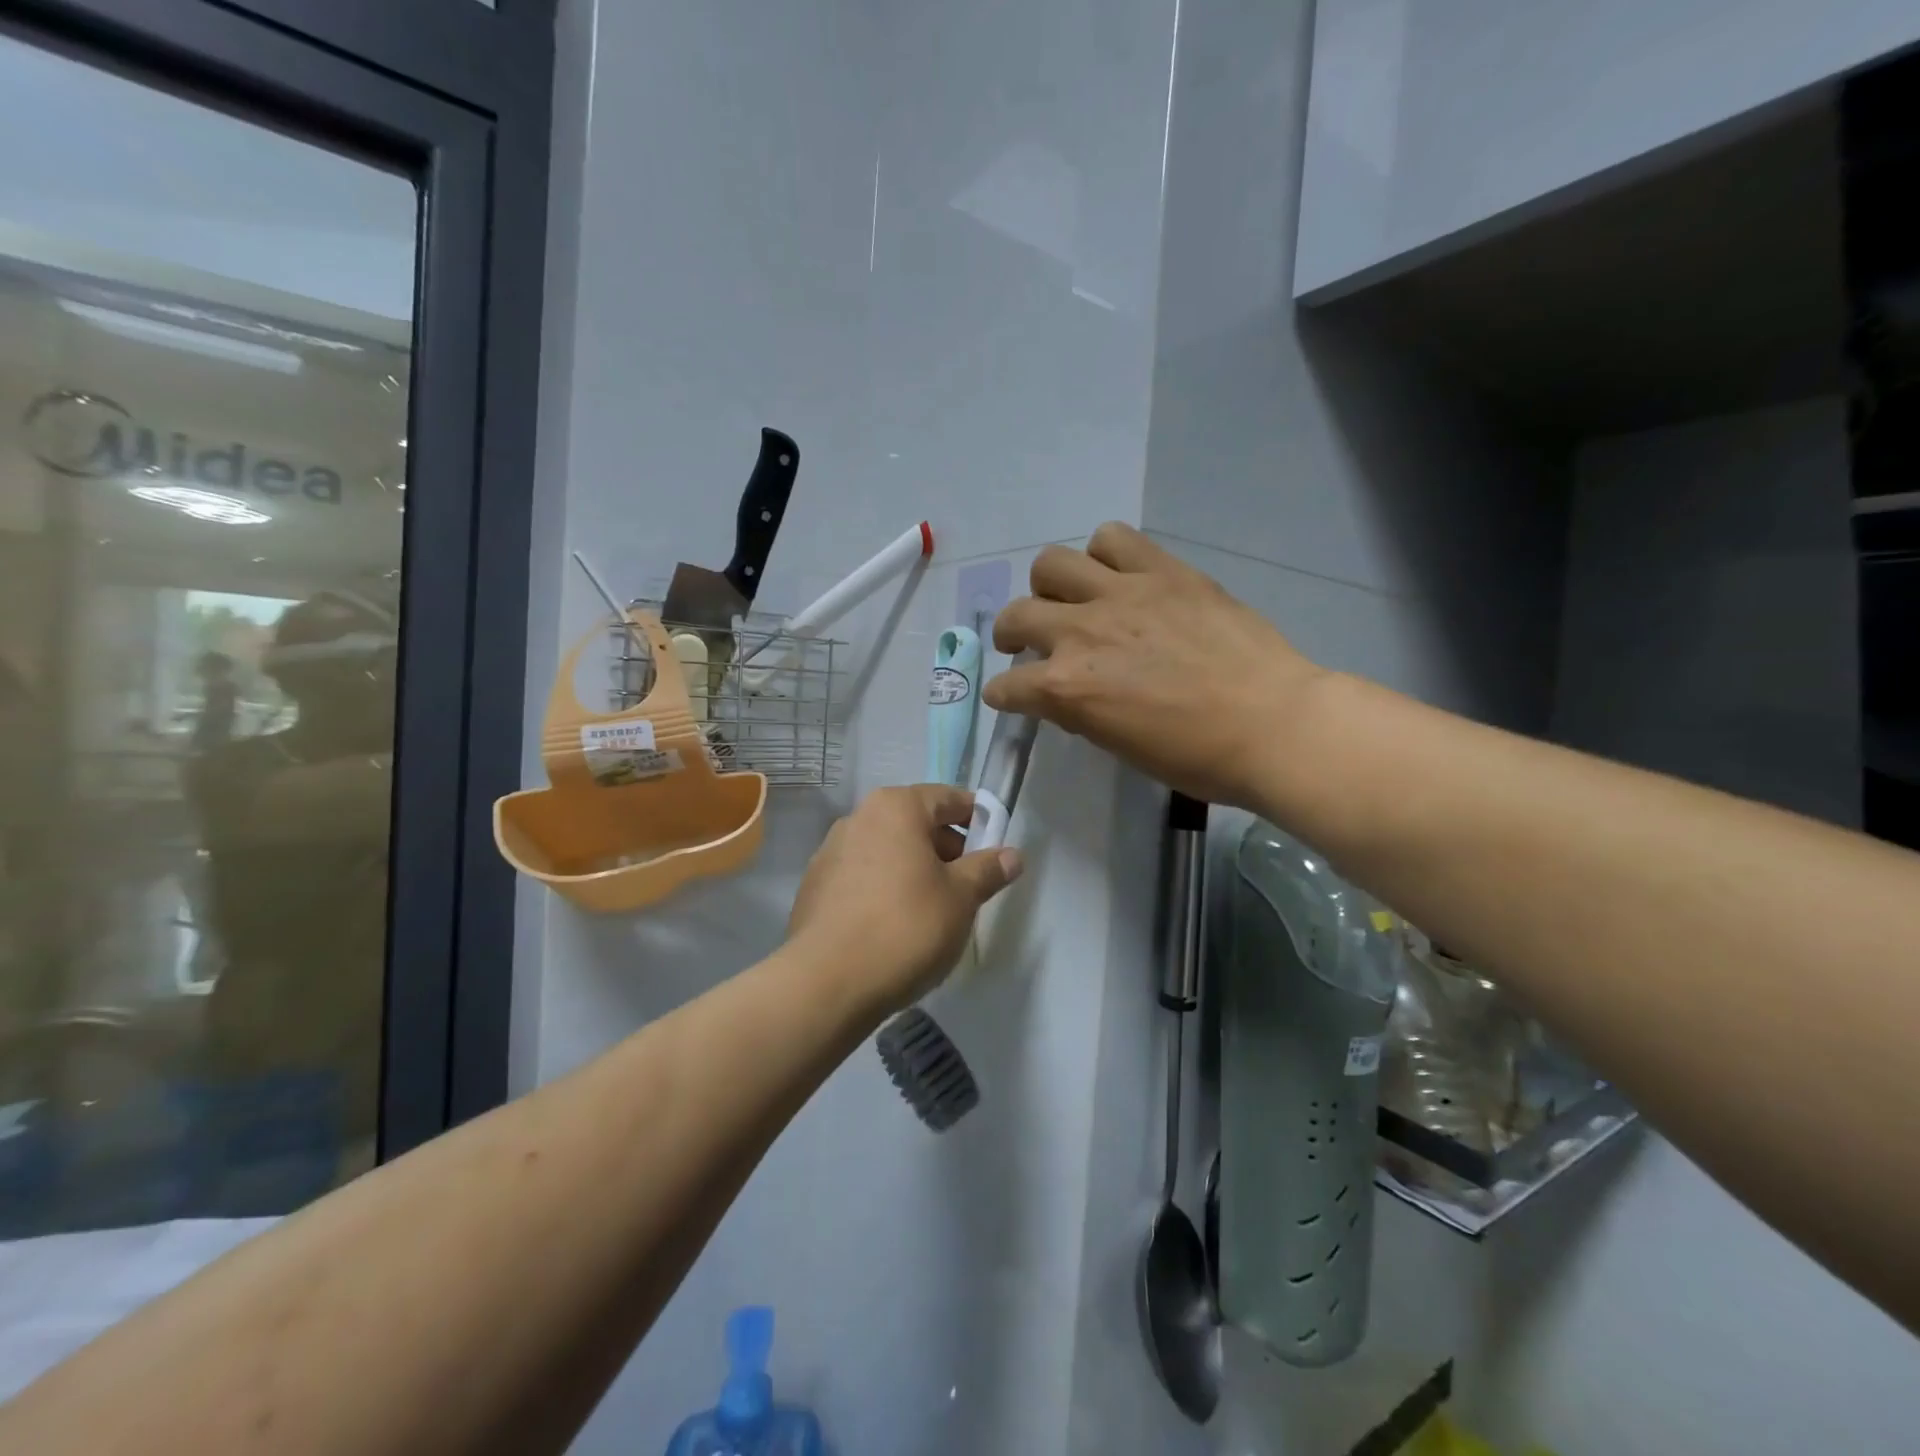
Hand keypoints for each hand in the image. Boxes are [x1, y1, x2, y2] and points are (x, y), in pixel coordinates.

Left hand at [787, 785, 1022, 1014]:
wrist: (827, 983)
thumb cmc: (905, 927)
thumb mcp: (961, 898)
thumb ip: (988, 870)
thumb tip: (1012, 855)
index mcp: (896, 807)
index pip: (948, 798)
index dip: (977, 819)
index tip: (994, 848)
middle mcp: (859, 818)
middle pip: (915, 823)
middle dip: (946, 849)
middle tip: (969, 886)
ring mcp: (830, 852)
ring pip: (888, 851)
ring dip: (915, 870)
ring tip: (934, 910)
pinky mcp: (815, 887)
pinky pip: (863, 876)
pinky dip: (885, 889)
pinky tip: (895, 926)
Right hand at [985, 522, 1325, 810]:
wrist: (1272, 723)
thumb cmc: (1196, 755)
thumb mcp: (1120, 746)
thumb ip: (1082, 711)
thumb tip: (1068, 693)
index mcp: (1067, 688)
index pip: (1007, 687)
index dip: (1003, 694)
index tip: (1009, 695)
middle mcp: (1081, 633)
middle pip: (1016, 614)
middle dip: (1010, 632)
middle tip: (1026, 641)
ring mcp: (1122, 594)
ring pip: (1052, 563)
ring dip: (1049, 586)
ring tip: (1071, 599)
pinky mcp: (1162, 570)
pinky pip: (1112, 538)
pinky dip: (1103, 555)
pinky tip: (1116, 575)